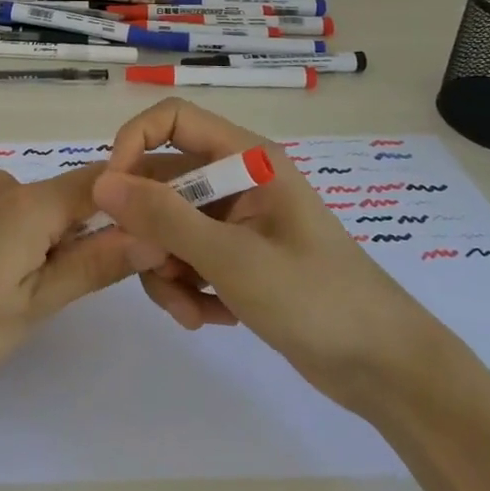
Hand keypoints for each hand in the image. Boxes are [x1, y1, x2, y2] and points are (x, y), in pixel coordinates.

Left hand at [0, 165, 162, 411]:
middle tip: (126, 283)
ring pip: (47, 211)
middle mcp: (8, 185)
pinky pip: (18, 218)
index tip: (176, 221)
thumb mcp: (31, 306)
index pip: (108, 182)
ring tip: (65, 295)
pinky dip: (36, 243)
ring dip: (69, 243)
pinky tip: (21, 285)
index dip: (146, 195)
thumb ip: (93, 266)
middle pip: (78, 197)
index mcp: (31, 203)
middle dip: (107, 232)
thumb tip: (153, 232)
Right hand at [93, 98, 440, 411]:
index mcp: (247, 158)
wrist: (388, 370)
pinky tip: (210, 319)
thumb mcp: (232, 258)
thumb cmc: (317, 300)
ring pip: (170, 226)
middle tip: (154, 272)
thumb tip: (101, 183)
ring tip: (189, 312)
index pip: (172, 120)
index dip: (134, 145)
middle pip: (164, 181)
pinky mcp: (240, 257)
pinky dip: (189, 287)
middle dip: (150, 230)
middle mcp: (239, 180)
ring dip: (166, 269)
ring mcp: (239, 221)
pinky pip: (190, 257)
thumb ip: (164, 218)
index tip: (113, 194)